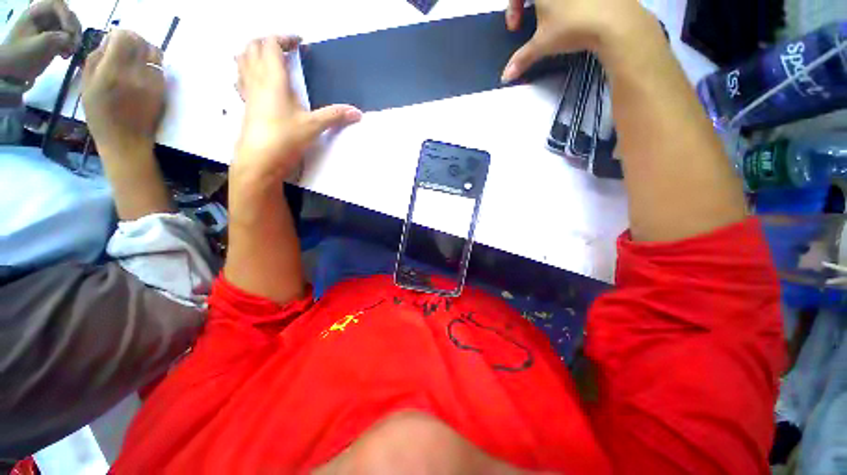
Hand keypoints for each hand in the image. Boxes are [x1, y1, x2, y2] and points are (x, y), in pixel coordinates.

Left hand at [0, 0, 80, 85]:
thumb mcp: (37, 46)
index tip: (71, 33)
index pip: (57, 5)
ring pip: (70, 28)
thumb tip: (71, 39)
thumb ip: (56, 38)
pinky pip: (68, 39)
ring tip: (70, 53)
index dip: (67, 16)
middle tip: (75, 45)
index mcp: (36, 13)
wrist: (12, 73)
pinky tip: (66, 56)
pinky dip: (71, 47)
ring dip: (74, 40)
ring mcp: (49, 29)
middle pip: (67, 16)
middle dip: (74, 30)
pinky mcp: (53, 41)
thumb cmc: (21, 57)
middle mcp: (44, 18)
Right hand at [82, 30, 164, 154]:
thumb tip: (109, 41)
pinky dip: (152, 63)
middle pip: (142, 42)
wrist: (126, 141)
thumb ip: (96, 59)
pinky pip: (160, 68)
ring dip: (146, 49)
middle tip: (126, 45)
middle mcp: (135, 74)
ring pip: (155, 53)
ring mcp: (152, 83)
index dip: (120, 34)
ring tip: (136, 56)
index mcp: (112, 72)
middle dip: (134, 39)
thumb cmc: (100, 116)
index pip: (124, 38)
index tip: (115, 38)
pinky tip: (143, 69)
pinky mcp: (162, 91)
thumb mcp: (87, 86)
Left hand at [234, 36, 360, 181]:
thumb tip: (358, 113)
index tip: (299, 42)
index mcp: (272, 78)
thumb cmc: (285, 138)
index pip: (271, 44)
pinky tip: (257, 80)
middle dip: (268, 41)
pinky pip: (240, 77)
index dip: (284, 38)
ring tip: (270, 58)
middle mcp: (255, 79)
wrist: (260, 160)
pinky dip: (247, 70)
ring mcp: (247, 91)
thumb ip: (335, 116)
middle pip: (252, 46)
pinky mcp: (245, 105)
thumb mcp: (314, 126)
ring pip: (242, 59)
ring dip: (254, 52)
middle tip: (285, 48)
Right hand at [502, 0, 652, 81]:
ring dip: (549, 3)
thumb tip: (504, 77)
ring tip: (552, 17)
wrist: (615, 21)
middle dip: (527, 3)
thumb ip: (521, 59)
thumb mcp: (542, 45)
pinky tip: (573, 12)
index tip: (516, 28)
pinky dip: (567, 3)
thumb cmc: (571, 26)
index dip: (512, 9)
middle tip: (531, 20)